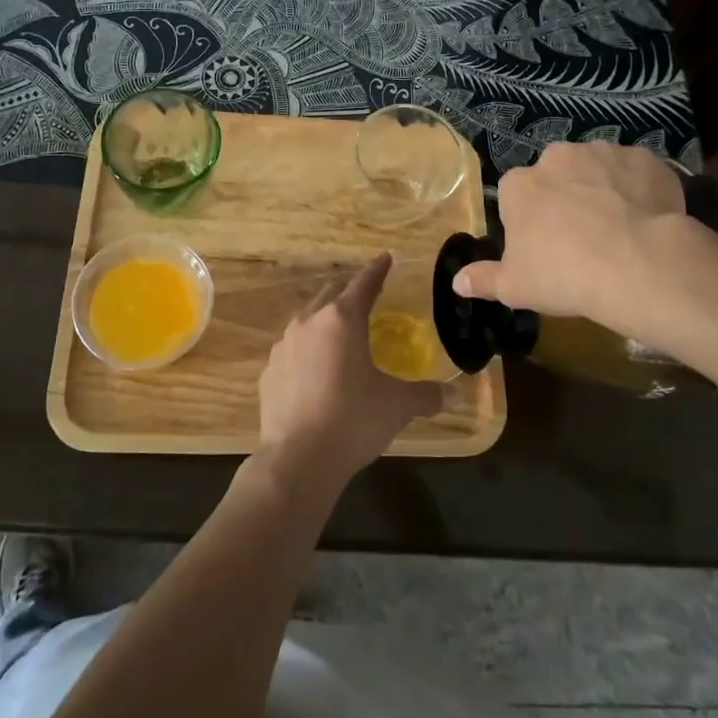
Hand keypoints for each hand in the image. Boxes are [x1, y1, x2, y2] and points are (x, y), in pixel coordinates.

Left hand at [257, 253, 442, 496]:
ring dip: (324, 322)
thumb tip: (449, 395)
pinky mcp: (269, 372)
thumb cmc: (353, 421)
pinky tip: (314, 372)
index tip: (385, 258)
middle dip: (349, 293)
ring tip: (339, 337)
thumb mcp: (397, 406)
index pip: (363, 284)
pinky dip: (307, 352)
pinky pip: (292, 351)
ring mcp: (283, 347)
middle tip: (365, 297)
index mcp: (342, 320)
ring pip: (307, 321)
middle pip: (331, 296)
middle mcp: (309, 323)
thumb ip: (425, 395)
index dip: (377, 270)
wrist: (297, 460)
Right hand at [452, 141, 706, 345]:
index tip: (544, 245)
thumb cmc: (564, 275)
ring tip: (619, 229)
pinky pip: (636, 172)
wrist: (638, 266)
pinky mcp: (644, 158)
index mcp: (519, 184)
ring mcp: (603, 152)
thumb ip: (484, 280)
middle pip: (556, 175)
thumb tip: (458, 282)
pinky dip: (639, 189)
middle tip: (582, 237)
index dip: (530, 219)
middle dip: (567, 197)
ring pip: (597, 169)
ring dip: (603, 189)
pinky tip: (648, 219)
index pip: (516, 195)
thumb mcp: (515, 287)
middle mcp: (557, 157)